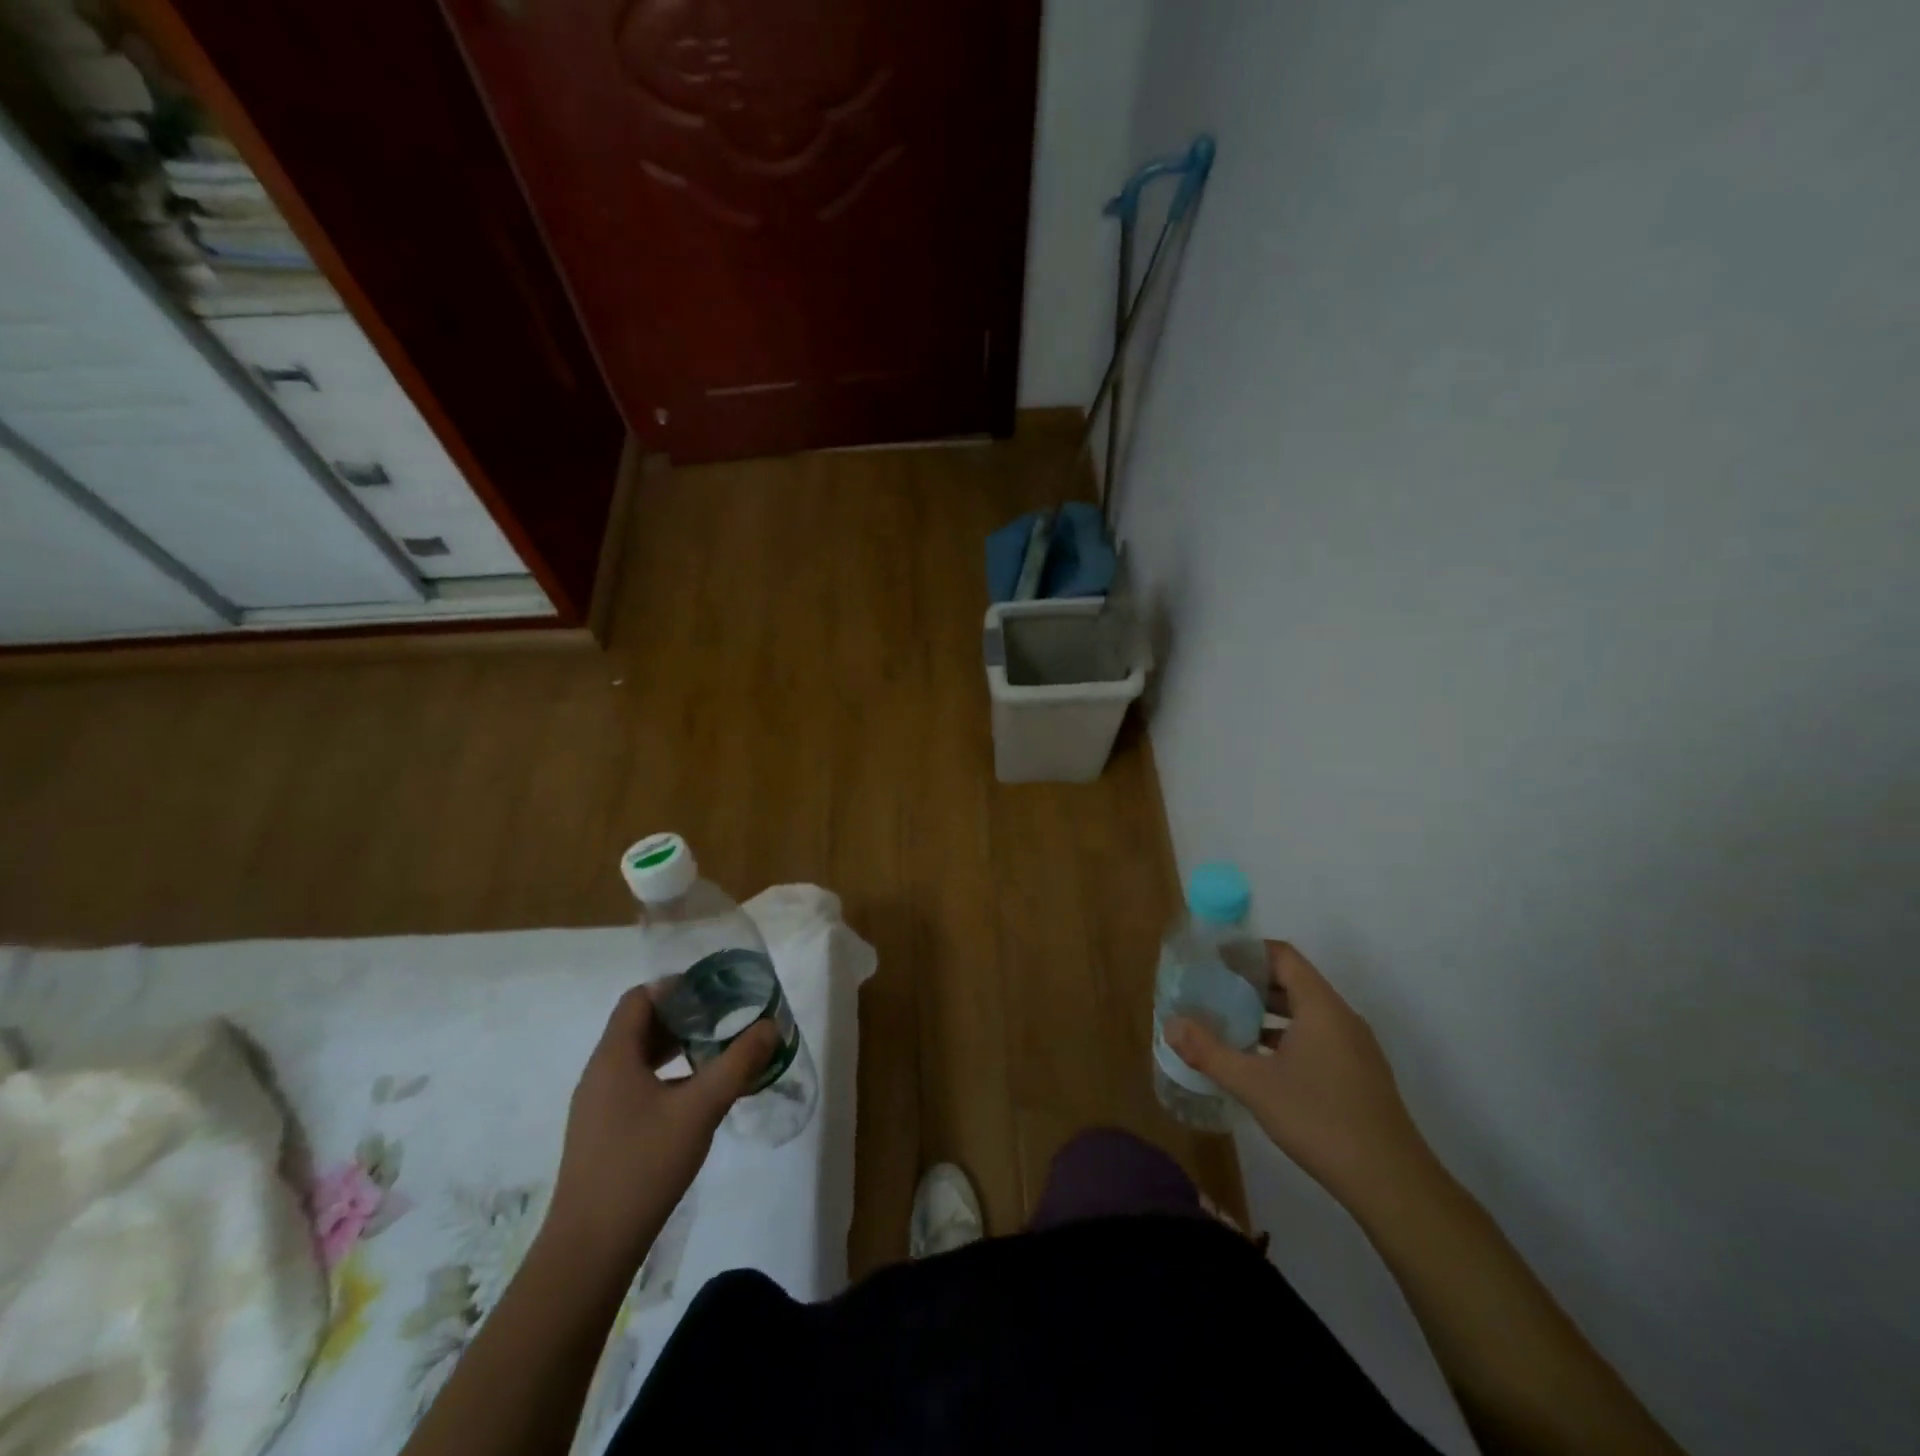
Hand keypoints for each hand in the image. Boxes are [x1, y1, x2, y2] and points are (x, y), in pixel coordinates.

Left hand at [545, 983, 776, 1271]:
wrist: (590, 1250)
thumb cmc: (642, 1166)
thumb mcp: (700, 1109)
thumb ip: (738, 1063)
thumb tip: (770, 1025)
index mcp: (614, 1057)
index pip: (639, 998)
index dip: (675, 987)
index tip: (714, 991)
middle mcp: (600, 1074)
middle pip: (639, 1026)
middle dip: (683, 1017)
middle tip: (725, 1017)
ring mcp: (598, 1106)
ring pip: (639, 1058)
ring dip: (676, 1048)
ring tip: (717, 1051)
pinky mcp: (603, 1133)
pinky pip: (636, 1085)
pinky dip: (667, 1076)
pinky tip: (696, 1096)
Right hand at [1167, 941, 1429, 1210]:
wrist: (1392, 1184)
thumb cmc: (1320, 1120)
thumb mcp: (1254, 1085)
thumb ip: (1209, 1052)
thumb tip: (1170, 1025)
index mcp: (1320, 1007)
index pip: (1282, 956)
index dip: (1247, 951)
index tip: (1213, 958)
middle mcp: (1341, 1018)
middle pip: (1293, 981)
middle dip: (1251, 981)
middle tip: (1212, 988)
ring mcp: (1354, 1048)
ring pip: (1304, 1012)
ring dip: (1267, 1012)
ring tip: (1228, 1021)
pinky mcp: (1358, 1074)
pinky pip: (1316, 1037)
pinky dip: (1285, 1036)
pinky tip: (1260, 1061)